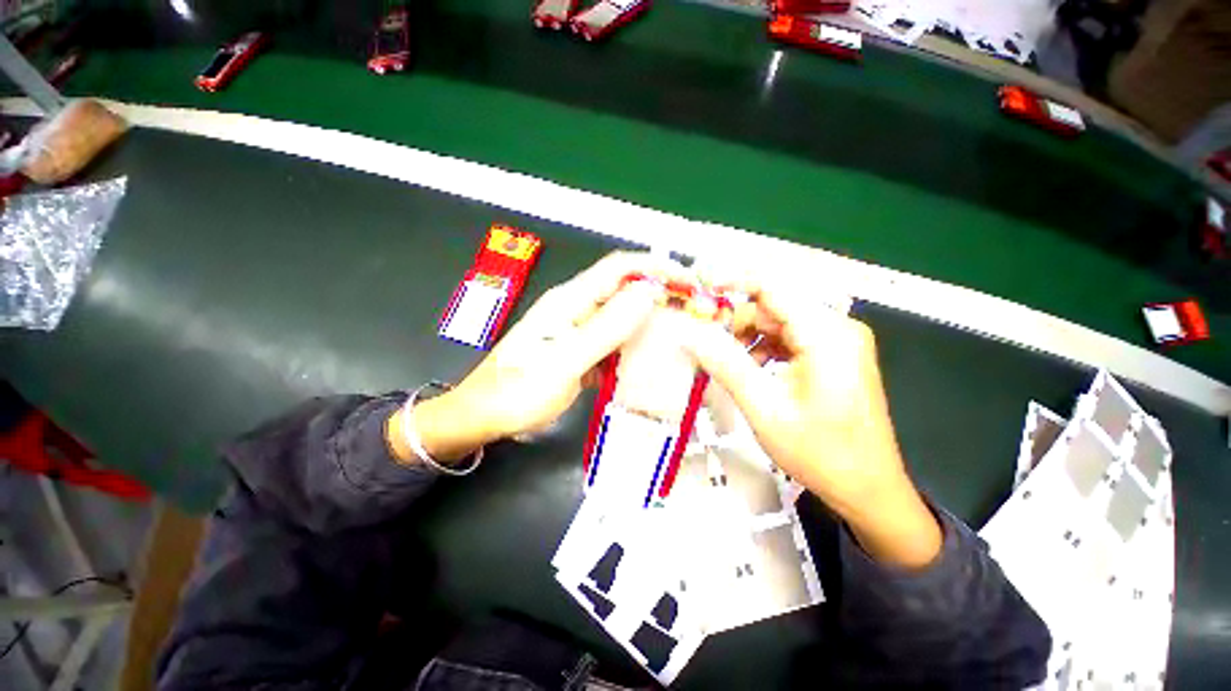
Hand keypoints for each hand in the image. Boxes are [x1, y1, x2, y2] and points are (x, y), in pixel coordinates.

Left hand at [388, 252, 688, 465]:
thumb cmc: (517, 392)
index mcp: (569, 301)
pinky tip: (653, 356)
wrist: (484, 415)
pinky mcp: (581, 348)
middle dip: (661, 294)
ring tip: (683, 333)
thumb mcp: (563, 363)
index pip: (620, 269)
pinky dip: (637, 342)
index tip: (691, 283)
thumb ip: (604, 330)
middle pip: (625, 290)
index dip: (657, 268)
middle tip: (696, 314)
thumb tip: (647, 295)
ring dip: (652, 320)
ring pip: (623, 315)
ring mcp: (579, 329)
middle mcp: (576, 308)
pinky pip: (615, 339)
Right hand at [679, 279, 941, 568]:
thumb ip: (726, 365)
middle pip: (774, 307)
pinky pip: (790, 339)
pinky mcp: (834, 356)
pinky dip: (764, 349)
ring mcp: (838, 342)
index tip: (698, 286)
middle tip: (704, 342)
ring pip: (779, 323)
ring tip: (725, 364)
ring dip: (748, 338)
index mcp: (826, 334)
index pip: (772, 286)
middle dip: (736, 321)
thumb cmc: (820, 453)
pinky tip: (751, 372)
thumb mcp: (764, 408)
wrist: (868, 490)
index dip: (732, 281)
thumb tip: (691, 334)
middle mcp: (836, 328)